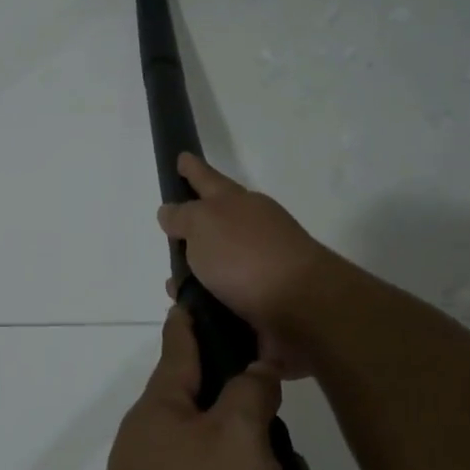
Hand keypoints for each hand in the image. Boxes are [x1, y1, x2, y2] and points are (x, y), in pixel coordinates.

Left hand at [78, 307, 285, 469]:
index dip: (196, 315)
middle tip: (295, 452)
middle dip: (263, 430)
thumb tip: (254, 369)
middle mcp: (160, 446)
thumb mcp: (237, 440)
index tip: (209, 292)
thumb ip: (250, 396)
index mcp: (163, 409)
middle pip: (218, 414)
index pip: (181, 342)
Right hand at [157, 154, 336, 377]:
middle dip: (192, 229)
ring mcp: (259, 266)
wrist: (301, 307)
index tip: (182, 157)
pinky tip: (190, 312)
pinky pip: (223, 297)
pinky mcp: (262, 302)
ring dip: (195, 275)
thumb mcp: (203, 225)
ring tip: (173, 287)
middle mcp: (251, 230)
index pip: (208, 180)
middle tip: (169, 234)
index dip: (192, 170)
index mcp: (238, 204)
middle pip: (216, 223)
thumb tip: (170, 211)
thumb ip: (183, 217)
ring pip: (218, 265)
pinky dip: (206, 302)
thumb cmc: (246, 256)